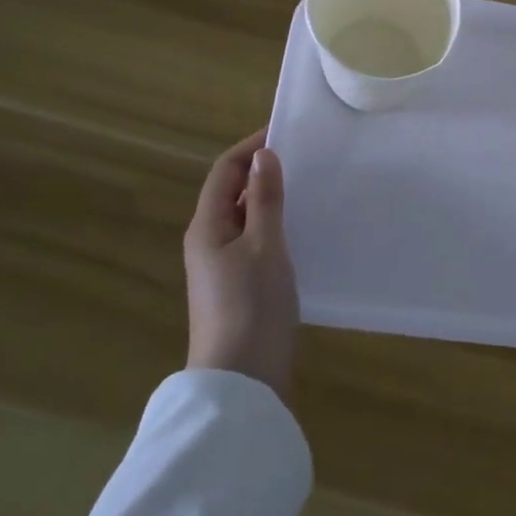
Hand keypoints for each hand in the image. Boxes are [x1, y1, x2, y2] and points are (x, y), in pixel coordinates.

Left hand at [184, 130, 298, 398]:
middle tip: (304, 158)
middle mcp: (208, 242)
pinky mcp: (237, 287)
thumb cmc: (252, 306)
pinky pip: (254, 241)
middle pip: (232, 192)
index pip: (225, 171)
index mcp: (207, 226)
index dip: (251, 147)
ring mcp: (221, 267)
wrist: (241, 382)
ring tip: (307, 188)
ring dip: (270, 199)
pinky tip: (301, 231)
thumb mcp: (265, 246)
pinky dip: (274, 226)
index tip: (286, 132)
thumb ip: (264, 199)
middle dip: (262, 171)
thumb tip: (263, 155)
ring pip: (245, 218)